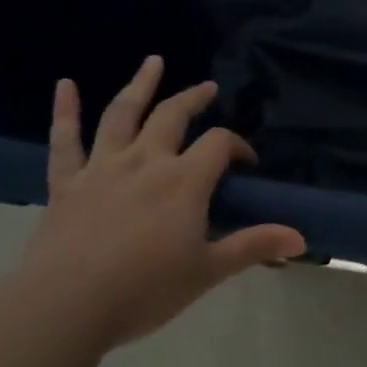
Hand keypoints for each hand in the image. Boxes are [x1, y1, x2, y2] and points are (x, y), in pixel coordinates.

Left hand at [19, 56, 305, 349]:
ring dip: (140, 85)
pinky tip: (65, 85)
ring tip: (153, 61)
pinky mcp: (67, 183)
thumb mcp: (207, 271)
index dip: (237, 146)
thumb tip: (301, 238)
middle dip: (194, 99)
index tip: (245, 163)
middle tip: (208, 87)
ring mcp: (103, 168)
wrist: (66, 305)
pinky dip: (65, 110)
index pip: (219, 144)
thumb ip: (253, 246)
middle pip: (173, 116)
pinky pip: (65, 141)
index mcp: (184, 180)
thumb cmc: (145, 289)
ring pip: (122, 115)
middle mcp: (146, 161)